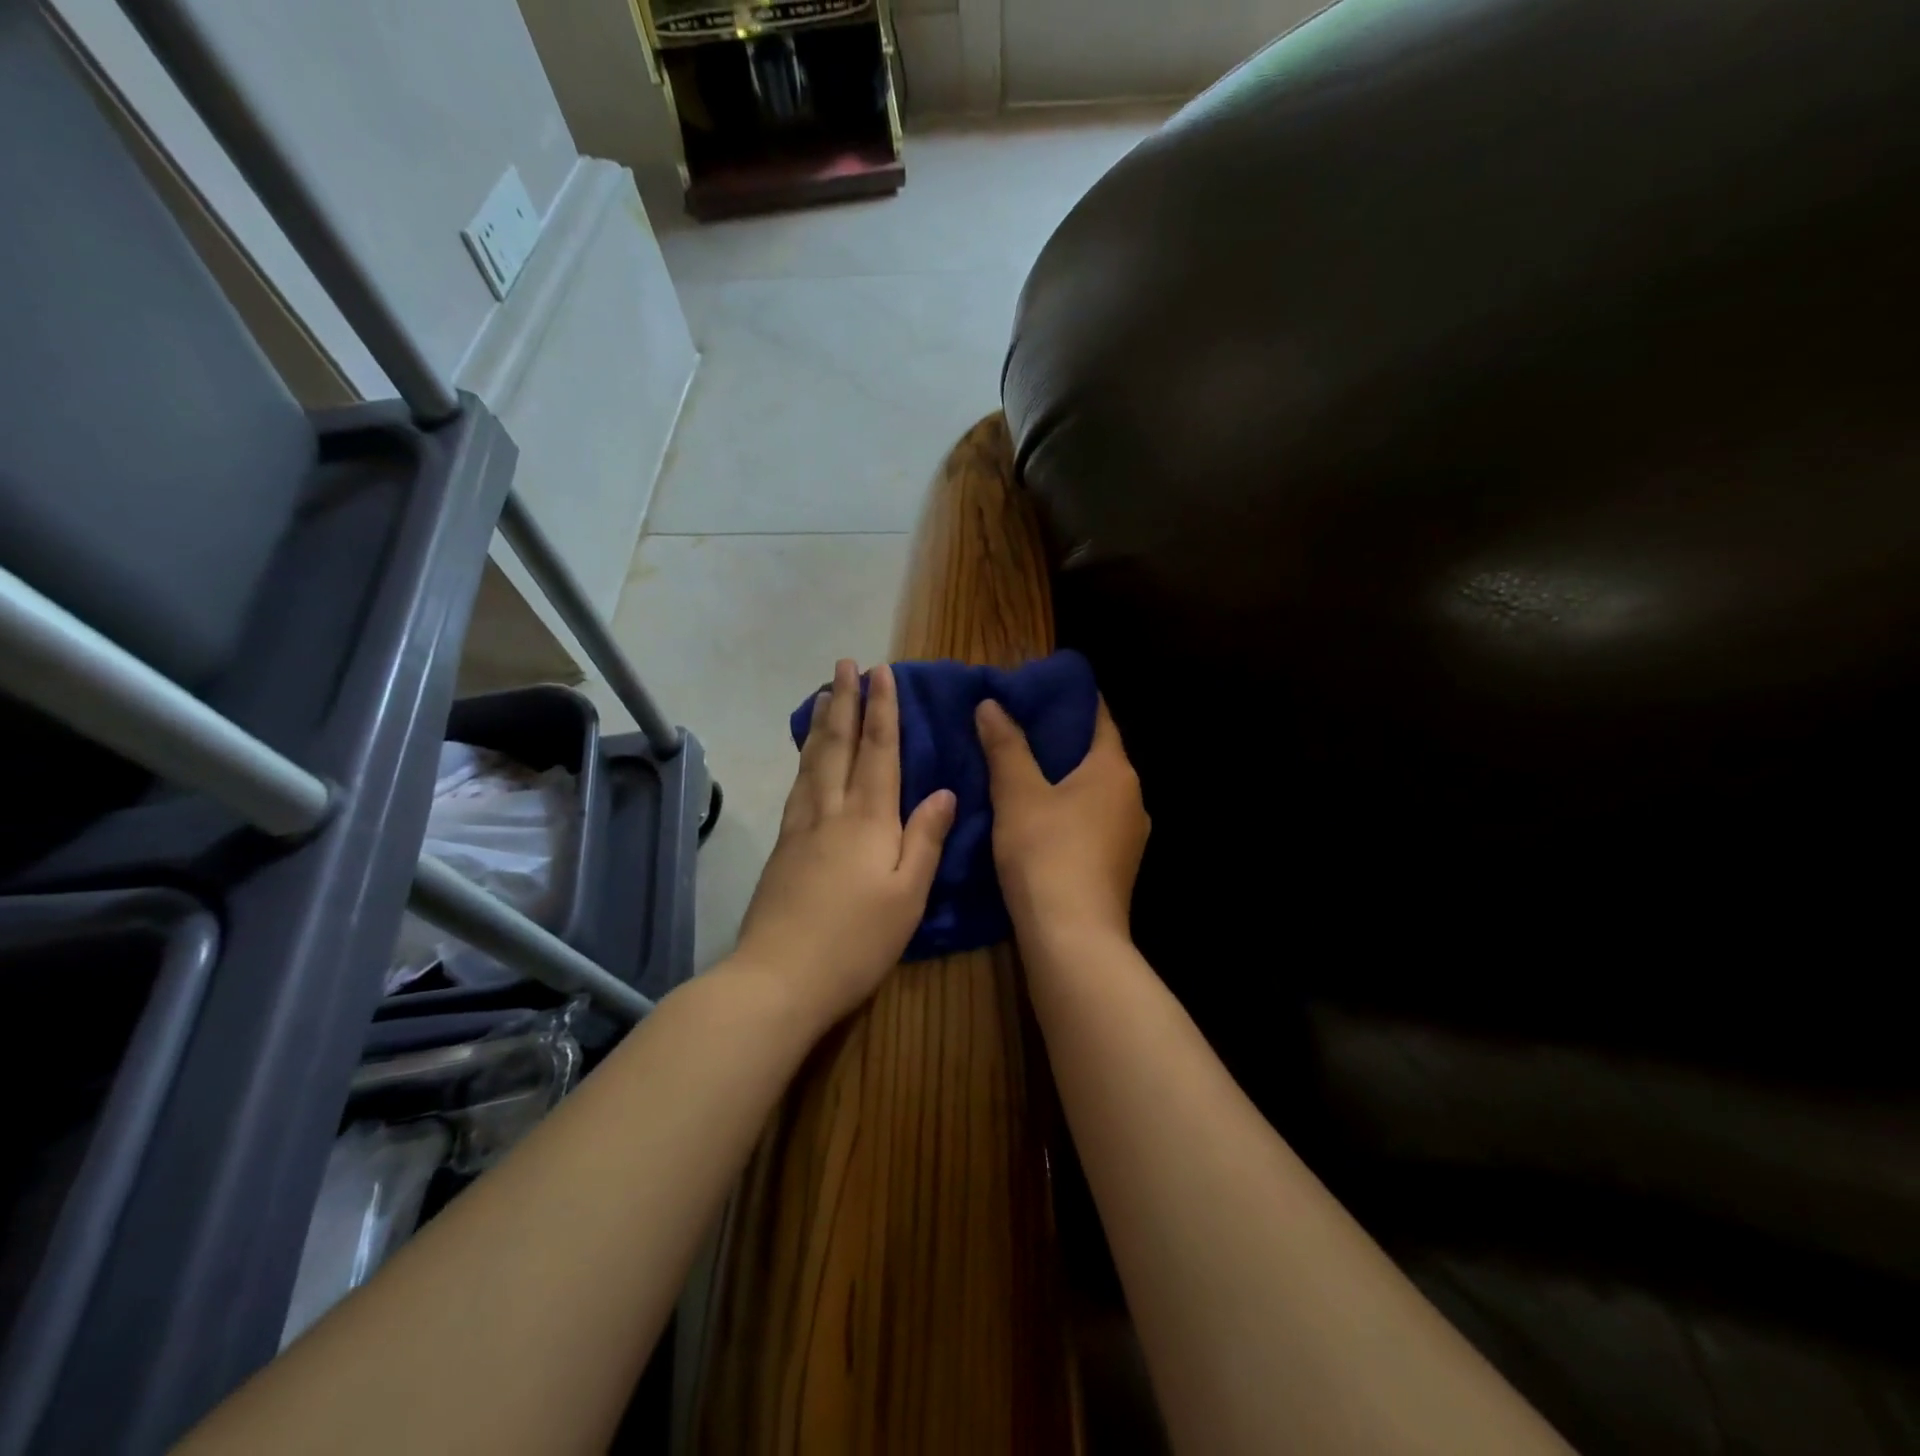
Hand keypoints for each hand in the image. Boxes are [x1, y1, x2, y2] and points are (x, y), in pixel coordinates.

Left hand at [731, 660, 956, 1027]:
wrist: (779, 977)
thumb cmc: (857, 940)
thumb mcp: (908, 895)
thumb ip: (925, 839)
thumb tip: (943, 792)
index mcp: (869, 819)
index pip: (879, 750)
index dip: (882, 709)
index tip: (881, 672)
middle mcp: (832, 811)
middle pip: (839, 745)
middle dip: (845, 701)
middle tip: (844, 664)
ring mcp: (801, 827)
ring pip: (813, 761)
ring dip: (821, 724)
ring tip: (823, 695)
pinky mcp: (783, 847)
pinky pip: (797, 785)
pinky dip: (804, 758)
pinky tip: (805, 757)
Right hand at [975, 696, 1148, 948]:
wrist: (1073, 938)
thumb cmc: (1046, 853)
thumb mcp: (1017, 795)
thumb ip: (1006, 746)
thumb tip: (991, 704)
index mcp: (1114, 770)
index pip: (1099, 717)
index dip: (1072, 699)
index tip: (1040, 688)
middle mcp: (1132, 797)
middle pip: (1098, 755)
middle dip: (1062, 740)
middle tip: (1018, 726)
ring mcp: (1129, 835)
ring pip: (1095, 792)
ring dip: (1064, 779)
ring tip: (1022, 770)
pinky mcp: (1118, 866)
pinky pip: (1092, 821)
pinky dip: (1069, 810)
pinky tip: (1038, 817)